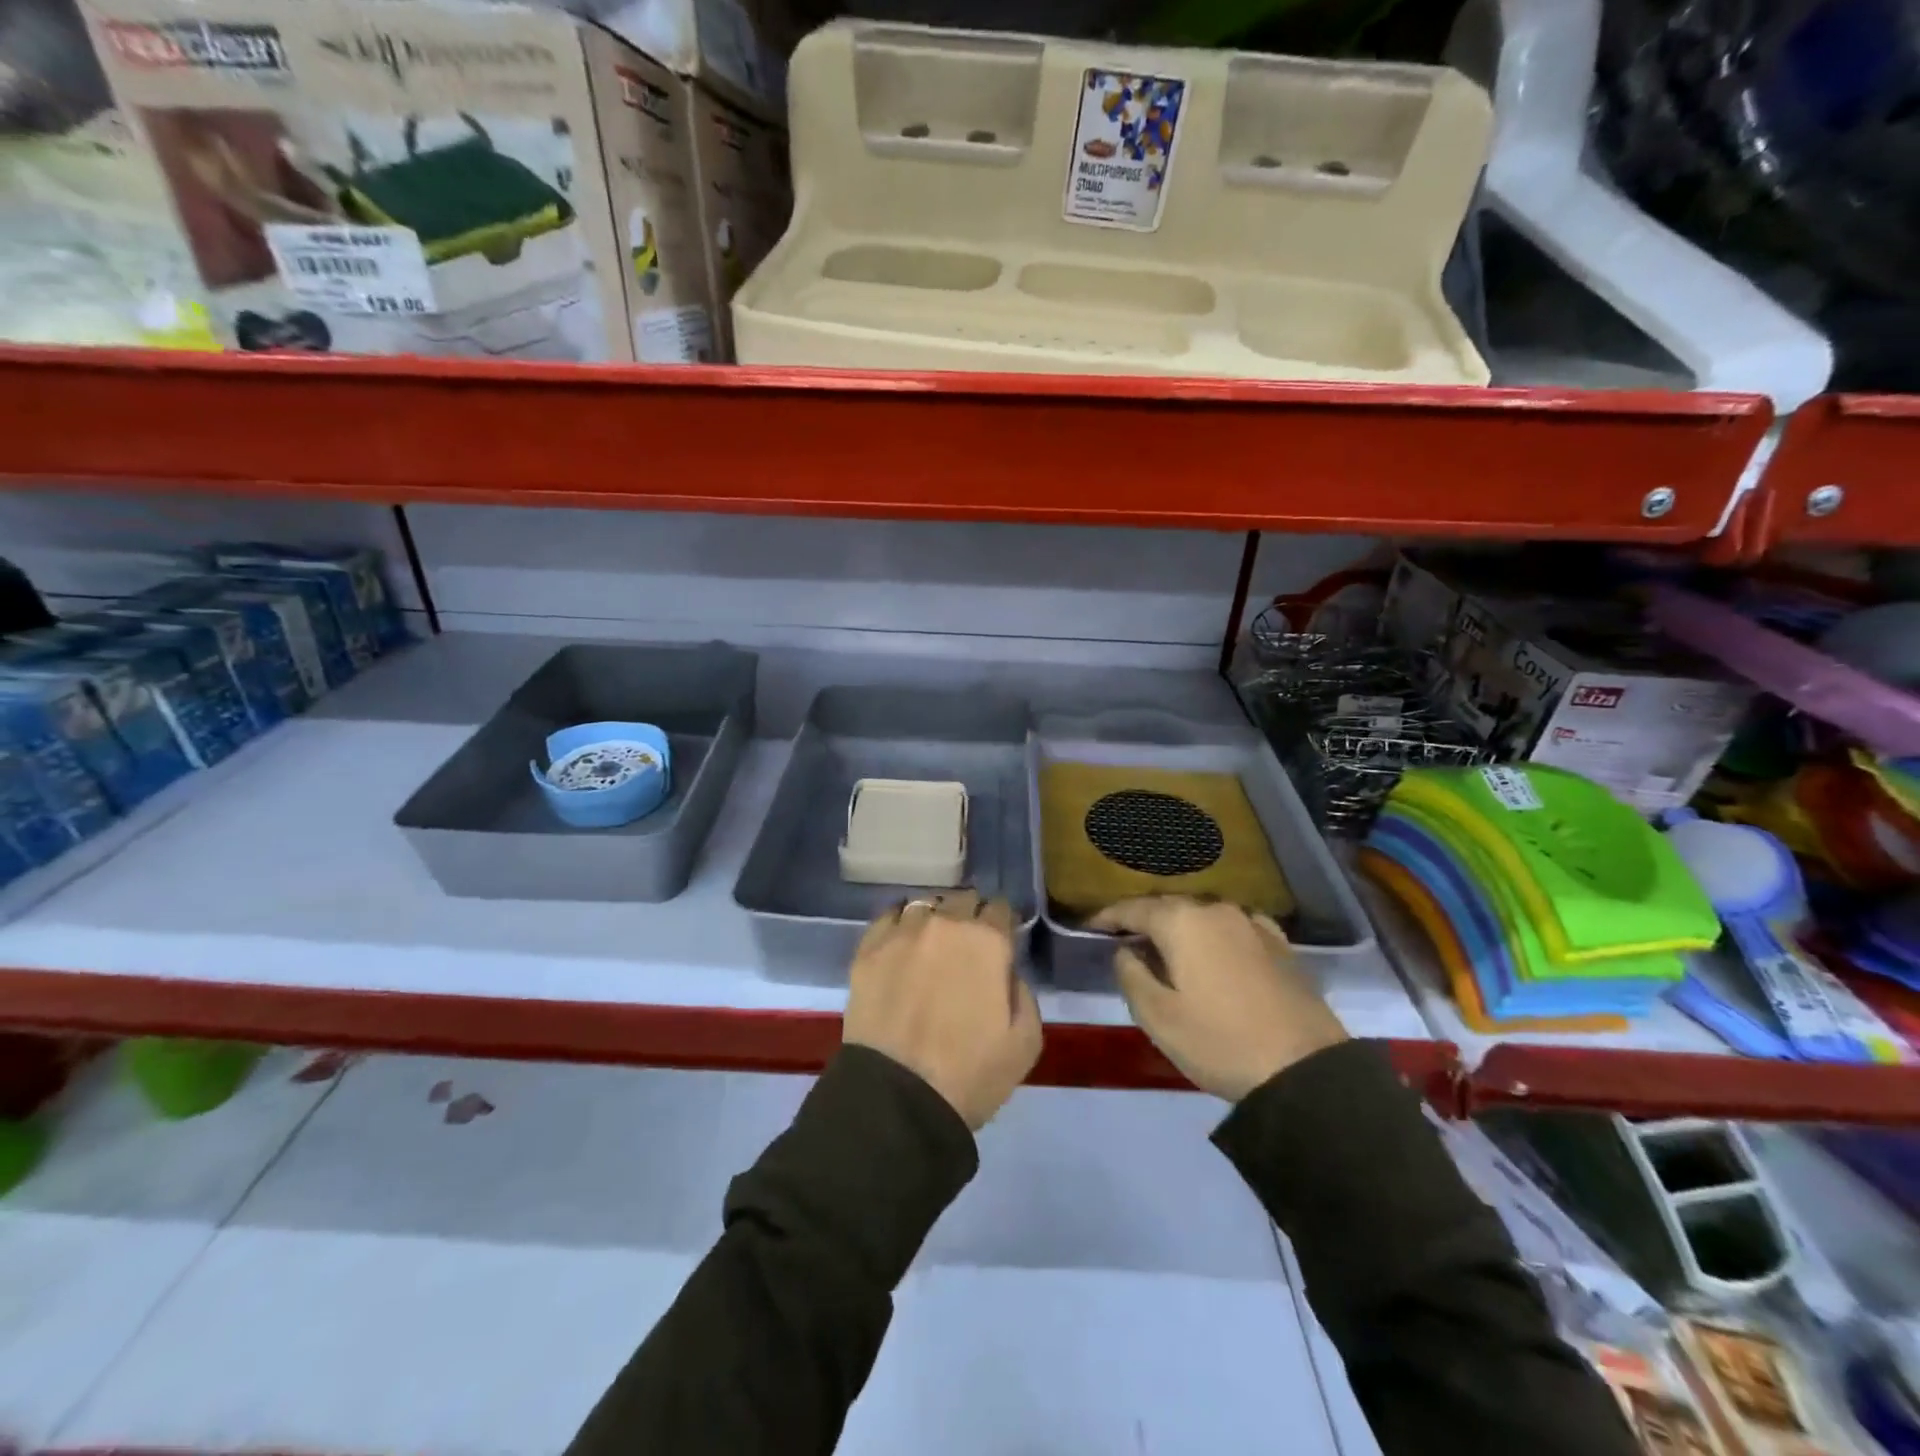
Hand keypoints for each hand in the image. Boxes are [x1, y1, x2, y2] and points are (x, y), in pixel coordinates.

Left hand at [844, 890, 1042, 1130]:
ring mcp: (902, 932)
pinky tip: (900, 946)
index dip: (1002, 923)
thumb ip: (1023, 993)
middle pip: (962, 900)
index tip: (1000, 942)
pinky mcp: (868, 948)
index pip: (1000, 908)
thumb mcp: (1026, 1042)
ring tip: (930, 945)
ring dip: (933, 919)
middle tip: (966, 947)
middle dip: (969, 917)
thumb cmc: (970, 1074)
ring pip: (924, 905)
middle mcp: (945, 923)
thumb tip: (1006, 972)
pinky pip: (888, 918)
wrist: (898, 1098)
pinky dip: (898, 925)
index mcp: (987, 941)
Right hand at [1091, 896, 1347, 1101]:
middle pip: (1169, 906)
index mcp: (1181, 922)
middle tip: (1123, 937)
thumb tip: (1126, 950)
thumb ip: (1130, 974)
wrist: (1305, 1071)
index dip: (1108, 917)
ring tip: (1166, 945)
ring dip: (1180, 926)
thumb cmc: (1220, 1042)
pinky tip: (1214, 948)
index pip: (1133, 909)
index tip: (1090, 927)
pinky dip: (1214, 934)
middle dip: (1143, 918)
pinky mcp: (1280, 944)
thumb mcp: (1157, 1016)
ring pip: (1202, 915)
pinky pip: (1234, 927)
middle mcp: (1215, 910)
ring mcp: (1252, 924)